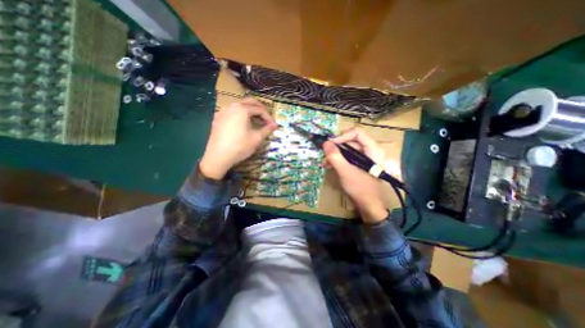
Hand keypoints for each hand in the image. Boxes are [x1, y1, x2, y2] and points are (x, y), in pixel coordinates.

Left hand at [200, 97, 276, 178]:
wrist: (218, 157)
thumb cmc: (240, 146)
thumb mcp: (256, 138)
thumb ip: (267, 129)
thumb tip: (275, 125)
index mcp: (242, 109)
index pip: (260, 109)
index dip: (268, 117)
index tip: (273, 126)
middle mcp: (231, 106)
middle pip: (249, 102)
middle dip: (260, 109)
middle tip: (266, 118)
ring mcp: (222, 111)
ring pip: (240, 106)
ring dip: (250, 111)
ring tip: (256, 121)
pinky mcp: (217, 118)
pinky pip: (232, 112)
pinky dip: (240, 114)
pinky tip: (243, 124)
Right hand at [325, 127, 387, 222]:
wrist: (368, 205)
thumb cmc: (360, 188)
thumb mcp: (345, 171)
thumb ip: (335, 157)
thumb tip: (325, 143)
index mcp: (371, 149)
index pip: (357, 132)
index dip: (342, 136)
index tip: (330, 144)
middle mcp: (368, 150)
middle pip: (350, 140)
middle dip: (336, 147)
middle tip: (325, 153)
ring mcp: (363, 157)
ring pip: (347, 149)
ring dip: (334, 154)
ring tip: (325, 162)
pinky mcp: (358, 163)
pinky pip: (346, 156)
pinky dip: (337, 159)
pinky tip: (329, 165)